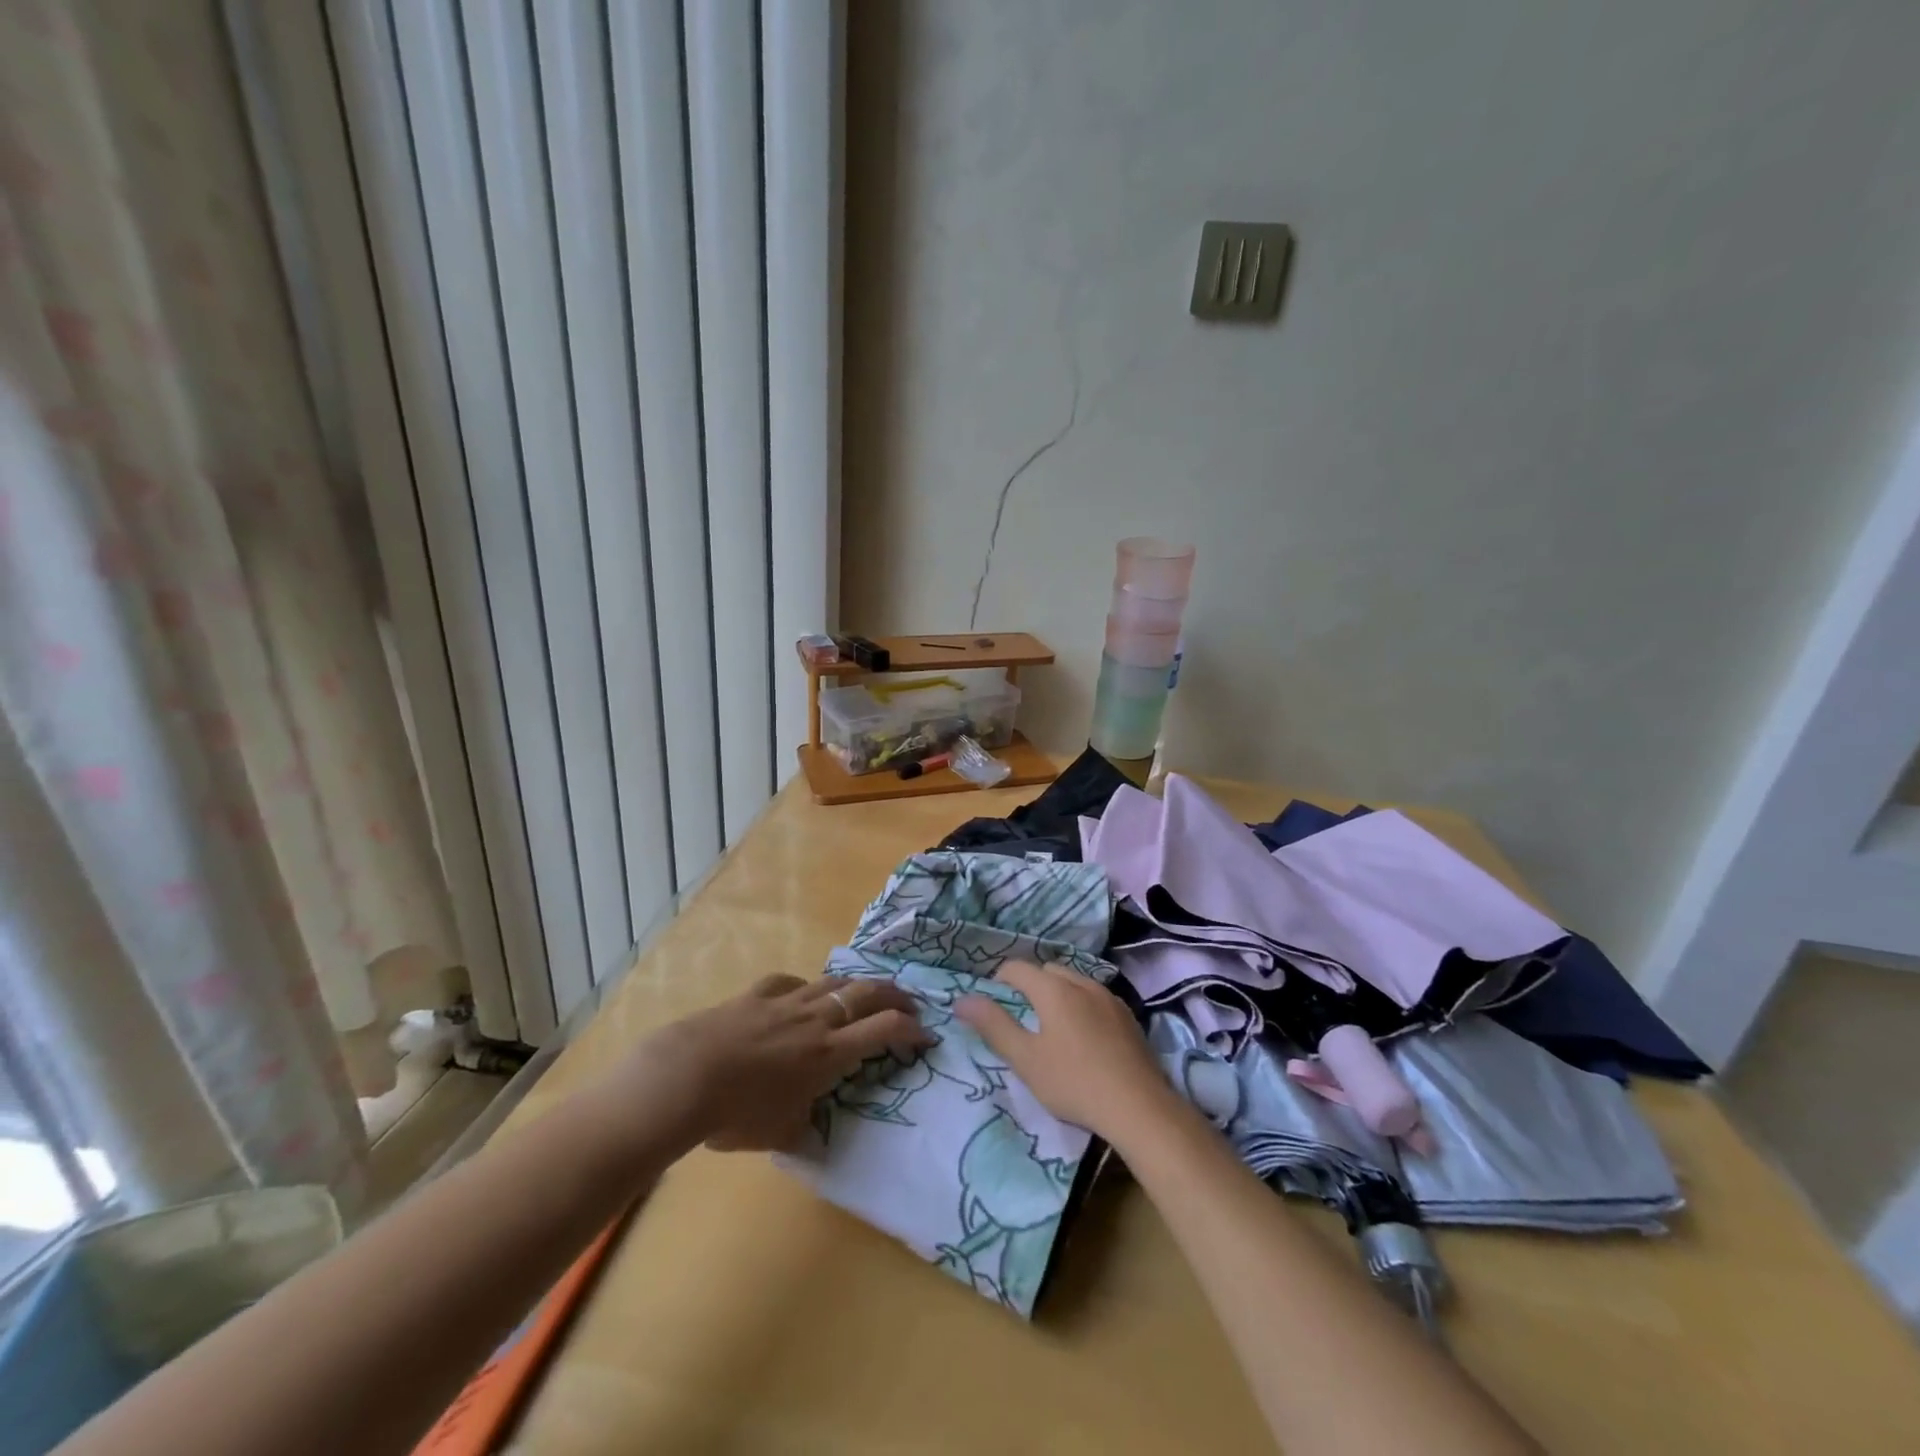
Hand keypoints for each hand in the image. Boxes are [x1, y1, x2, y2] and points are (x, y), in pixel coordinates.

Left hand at [608, 973, 932, 1152]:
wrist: (685, 1077)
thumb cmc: (737, 1113)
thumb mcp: (780, 1134)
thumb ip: (804, 1129)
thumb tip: (813, 1134)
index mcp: (829, 1053)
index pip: (884, 1029)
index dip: (912, 1029)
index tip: (927, 1034)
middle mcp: (816, 1019)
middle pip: (867, 993)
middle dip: (895, 995)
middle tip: (909, 1003)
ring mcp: (787, 1001)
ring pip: (833, 981)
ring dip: (857, 986)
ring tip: (865, 993)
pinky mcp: (757, 994)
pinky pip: (790, 982)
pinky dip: (806, 986)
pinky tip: (803, 992)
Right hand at [956, 961, 1178, 1144]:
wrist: (1139, 1107)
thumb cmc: (1074, 1082)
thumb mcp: (1025, 1059)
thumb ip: (994, 1025)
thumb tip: (962, 999)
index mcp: (1054, 989)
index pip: (1017, 968)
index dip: (1000, 980)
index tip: (993, 1004)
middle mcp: (1082, 983)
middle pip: (1047, 970)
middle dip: (1030, 984)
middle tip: (1021, 1016)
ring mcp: (1109, 998)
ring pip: (1074, 981)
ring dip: (1058, 993)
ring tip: (1052, 1026)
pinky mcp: (1128, 1016)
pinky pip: (1095, 997)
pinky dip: (1081, 1005)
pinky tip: (1084, 1037)